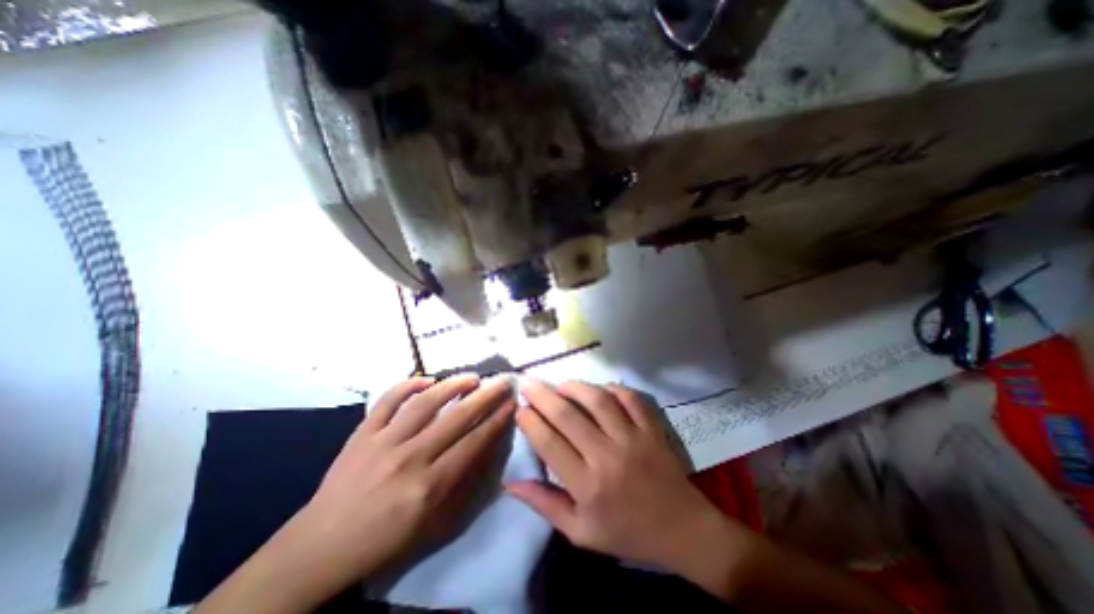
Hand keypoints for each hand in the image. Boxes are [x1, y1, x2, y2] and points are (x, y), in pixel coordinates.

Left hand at [195, 374, 517, 613]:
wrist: (321, 546)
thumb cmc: (385, 539)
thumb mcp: (433, 523)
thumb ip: (462, 482)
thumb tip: (484, 446)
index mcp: (429, 486)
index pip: (474, 442)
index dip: (497, 420)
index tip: (512, 403)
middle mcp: (410, 458)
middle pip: (457, 418)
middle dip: (486, 396)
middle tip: (502, 381)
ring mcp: (383, 441)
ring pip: (425, 403)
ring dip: (452, 385)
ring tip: (471, 377)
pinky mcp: (362, 433)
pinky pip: (387, 400)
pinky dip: (408, 385)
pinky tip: (426, 380)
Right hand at [506, 378, 747, 590]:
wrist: (682, 530)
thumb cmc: (627, 533)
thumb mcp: (580, 532)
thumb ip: (545, 505)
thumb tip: (510, 483)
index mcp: (587, 486)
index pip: (549, 443)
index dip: (530, 422)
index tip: (520, 409)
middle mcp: (607, 457)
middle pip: (567, 416)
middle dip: (542, 395)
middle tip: (529, 383)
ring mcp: (632, 439)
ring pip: (598, 400)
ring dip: (575, 386)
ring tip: (560, 384)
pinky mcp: (651, 429)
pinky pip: (629, 398)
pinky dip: (612, 388)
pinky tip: (599, 389)